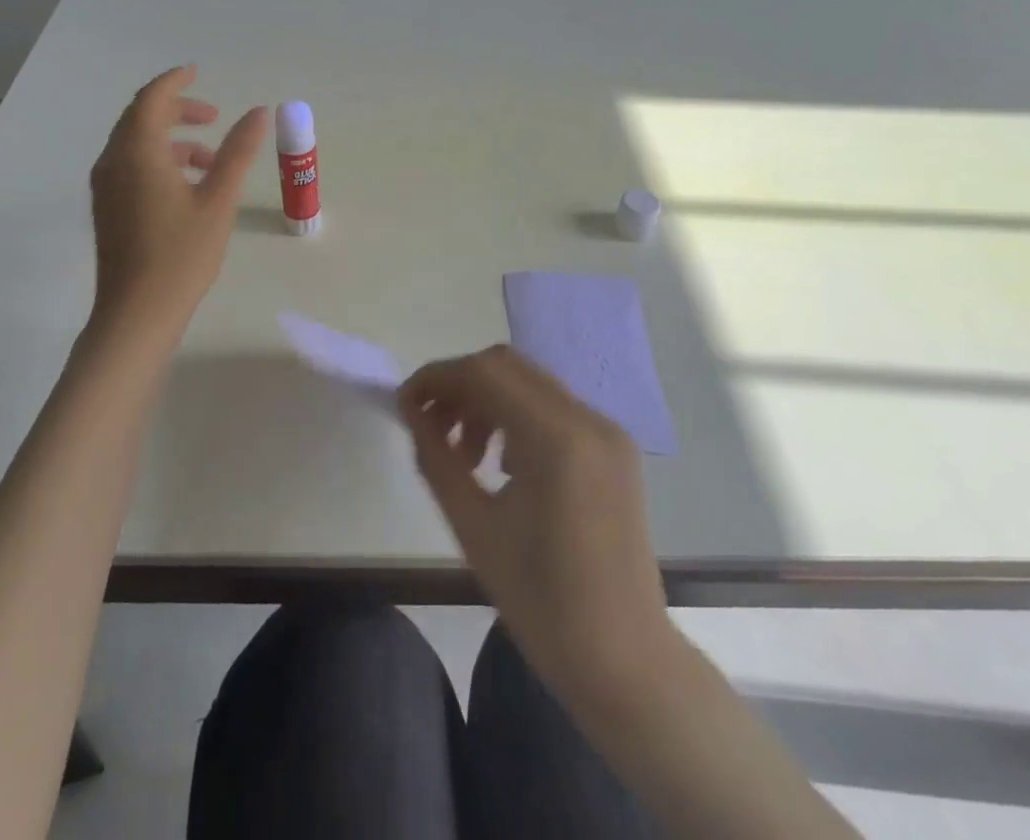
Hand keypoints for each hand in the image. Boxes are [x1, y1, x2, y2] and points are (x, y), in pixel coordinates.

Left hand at [88, 66, 267, 330]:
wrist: (137, 314)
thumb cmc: (182, 254)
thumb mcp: (219, 199)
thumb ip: (238, 152)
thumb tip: (258, 112)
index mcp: (138, 153)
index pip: (151, 99)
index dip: (175, 82)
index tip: (197, 72)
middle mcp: (113, 162)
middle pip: (140, 118)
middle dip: (177, 111)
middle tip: (213, 116)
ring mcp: (105, 187)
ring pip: (135, 144)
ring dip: (171, 140)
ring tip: (210, 158)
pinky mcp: (107, 208)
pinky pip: (130, 166)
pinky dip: (158, 160)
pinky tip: (188, 186)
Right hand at [400, 347, 669, 718]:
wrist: (624, 662)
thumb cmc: (541, 602)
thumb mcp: (473, 526)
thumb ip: (436, 457)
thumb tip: (412, 410)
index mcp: (556, 438)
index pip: (484, 373)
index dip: (437, 378)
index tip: (405, 405)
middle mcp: (588, 419)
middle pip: (507, 367)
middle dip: (460, 387)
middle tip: (431, 427)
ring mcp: (608, 431)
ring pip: (530, 384)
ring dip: (487, 402)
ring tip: (466, 457)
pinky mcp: (615, 448)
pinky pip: (554, 409)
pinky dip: (518, 418)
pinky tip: (504, 466)